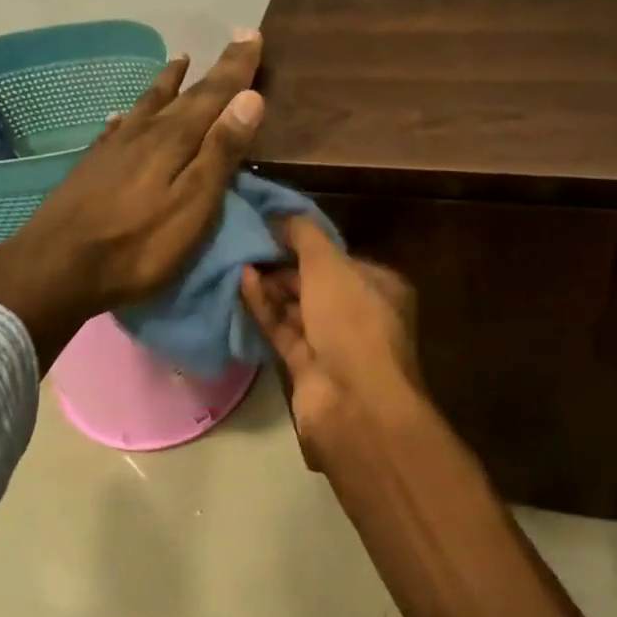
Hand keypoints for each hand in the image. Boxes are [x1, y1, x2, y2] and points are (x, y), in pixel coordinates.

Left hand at [0, 30, 264, 366]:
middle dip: (212, 71)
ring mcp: (114, 148)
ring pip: (147, 104)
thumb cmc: (138, 245)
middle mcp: (144, 133)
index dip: (236, 67)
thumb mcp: (193, 205)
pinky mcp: (92, 167)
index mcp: (175, 140)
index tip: (253, 34)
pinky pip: (117, 127)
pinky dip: (129, 114)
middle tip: (233, 43)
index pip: (214, 94)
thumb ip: (220, 152)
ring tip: (180, 60)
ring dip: (167, 83)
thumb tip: (250, 97)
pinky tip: (122, 115)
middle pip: (184, 95)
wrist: (58, 266)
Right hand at [239, 216, 423, 465]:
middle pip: (317, 283)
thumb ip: (304, 236)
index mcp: (379, 287)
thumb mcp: (330, 265)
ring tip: (237, 261)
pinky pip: (283, 331)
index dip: (307, 243)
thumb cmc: (352, 321)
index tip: (272, 228)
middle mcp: (360, 314)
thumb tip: (281, 216)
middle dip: (284, 266)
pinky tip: (242, 285)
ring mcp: (334, 344)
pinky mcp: (308, 367)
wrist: (353, 400)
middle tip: (247, 244)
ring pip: (297, 309)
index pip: (340, 259)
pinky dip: (265, 310)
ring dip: (270, 287)